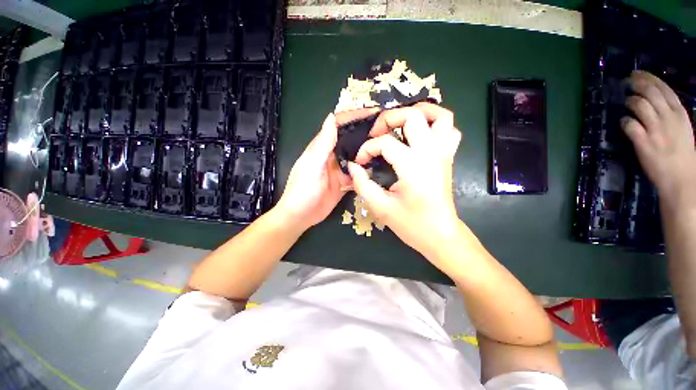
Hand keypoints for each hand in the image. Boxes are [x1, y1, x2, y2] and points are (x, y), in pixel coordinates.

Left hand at [275, 108, 379, 230]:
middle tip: (388, 129)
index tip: (374, 112)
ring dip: (369, 150)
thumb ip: (322, 144)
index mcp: (322, 147)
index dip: (355, 116)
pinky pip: (358, 173)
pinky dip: (367, 170)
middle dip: (367, 132)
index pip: (339, 125)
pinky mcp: (344, 182)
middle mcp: (332, 155)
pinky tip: (380, 168)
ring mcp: (339, 169)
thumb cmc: (302, 190)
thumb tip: (331, 117)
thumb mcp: (311, 166)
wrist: (301, 216)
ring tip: (389, 146)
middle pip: (351, 139)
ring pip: (356, 156)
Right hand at [347, 103, 463, 264]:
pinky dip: (435, 124)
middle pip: (413, 116)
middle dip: (388, 119)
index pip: (384, 143)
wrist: (440, 235)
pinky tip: (420, 135)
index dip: (367, 149)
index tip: (360, 162)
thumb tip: (352, 166)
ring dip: (419, 113)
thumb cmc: (412, 224)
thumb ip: (362, 184)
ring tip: (400, 124)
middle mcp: (431, 152)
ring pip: (440, 115)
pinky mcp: (448, 157)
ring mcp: (443, 153)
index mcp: (413, 165)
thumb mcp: (380, 207)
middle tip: (376, 134)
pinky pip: (449, 130)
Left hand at [621, 71, 695, 206]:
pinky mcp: (643, 142)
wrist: (681, 178)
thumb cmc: (682, 153)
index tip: (637, 73)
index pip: (663, 88)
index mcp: (680, 113)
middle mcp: (668, 118)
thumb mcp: (682, 128)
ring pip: (640, 105)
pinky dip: (624, 121)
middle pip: (650, 92)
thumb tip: (655, 100)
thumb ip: (671, 114)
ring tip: (626, 102)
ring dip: (630, 101)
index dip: (648, 78)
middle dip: (637, 83)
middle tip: (626, 82)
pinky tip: (624, 122)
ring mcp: (656, 130)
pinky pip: (629, 125)